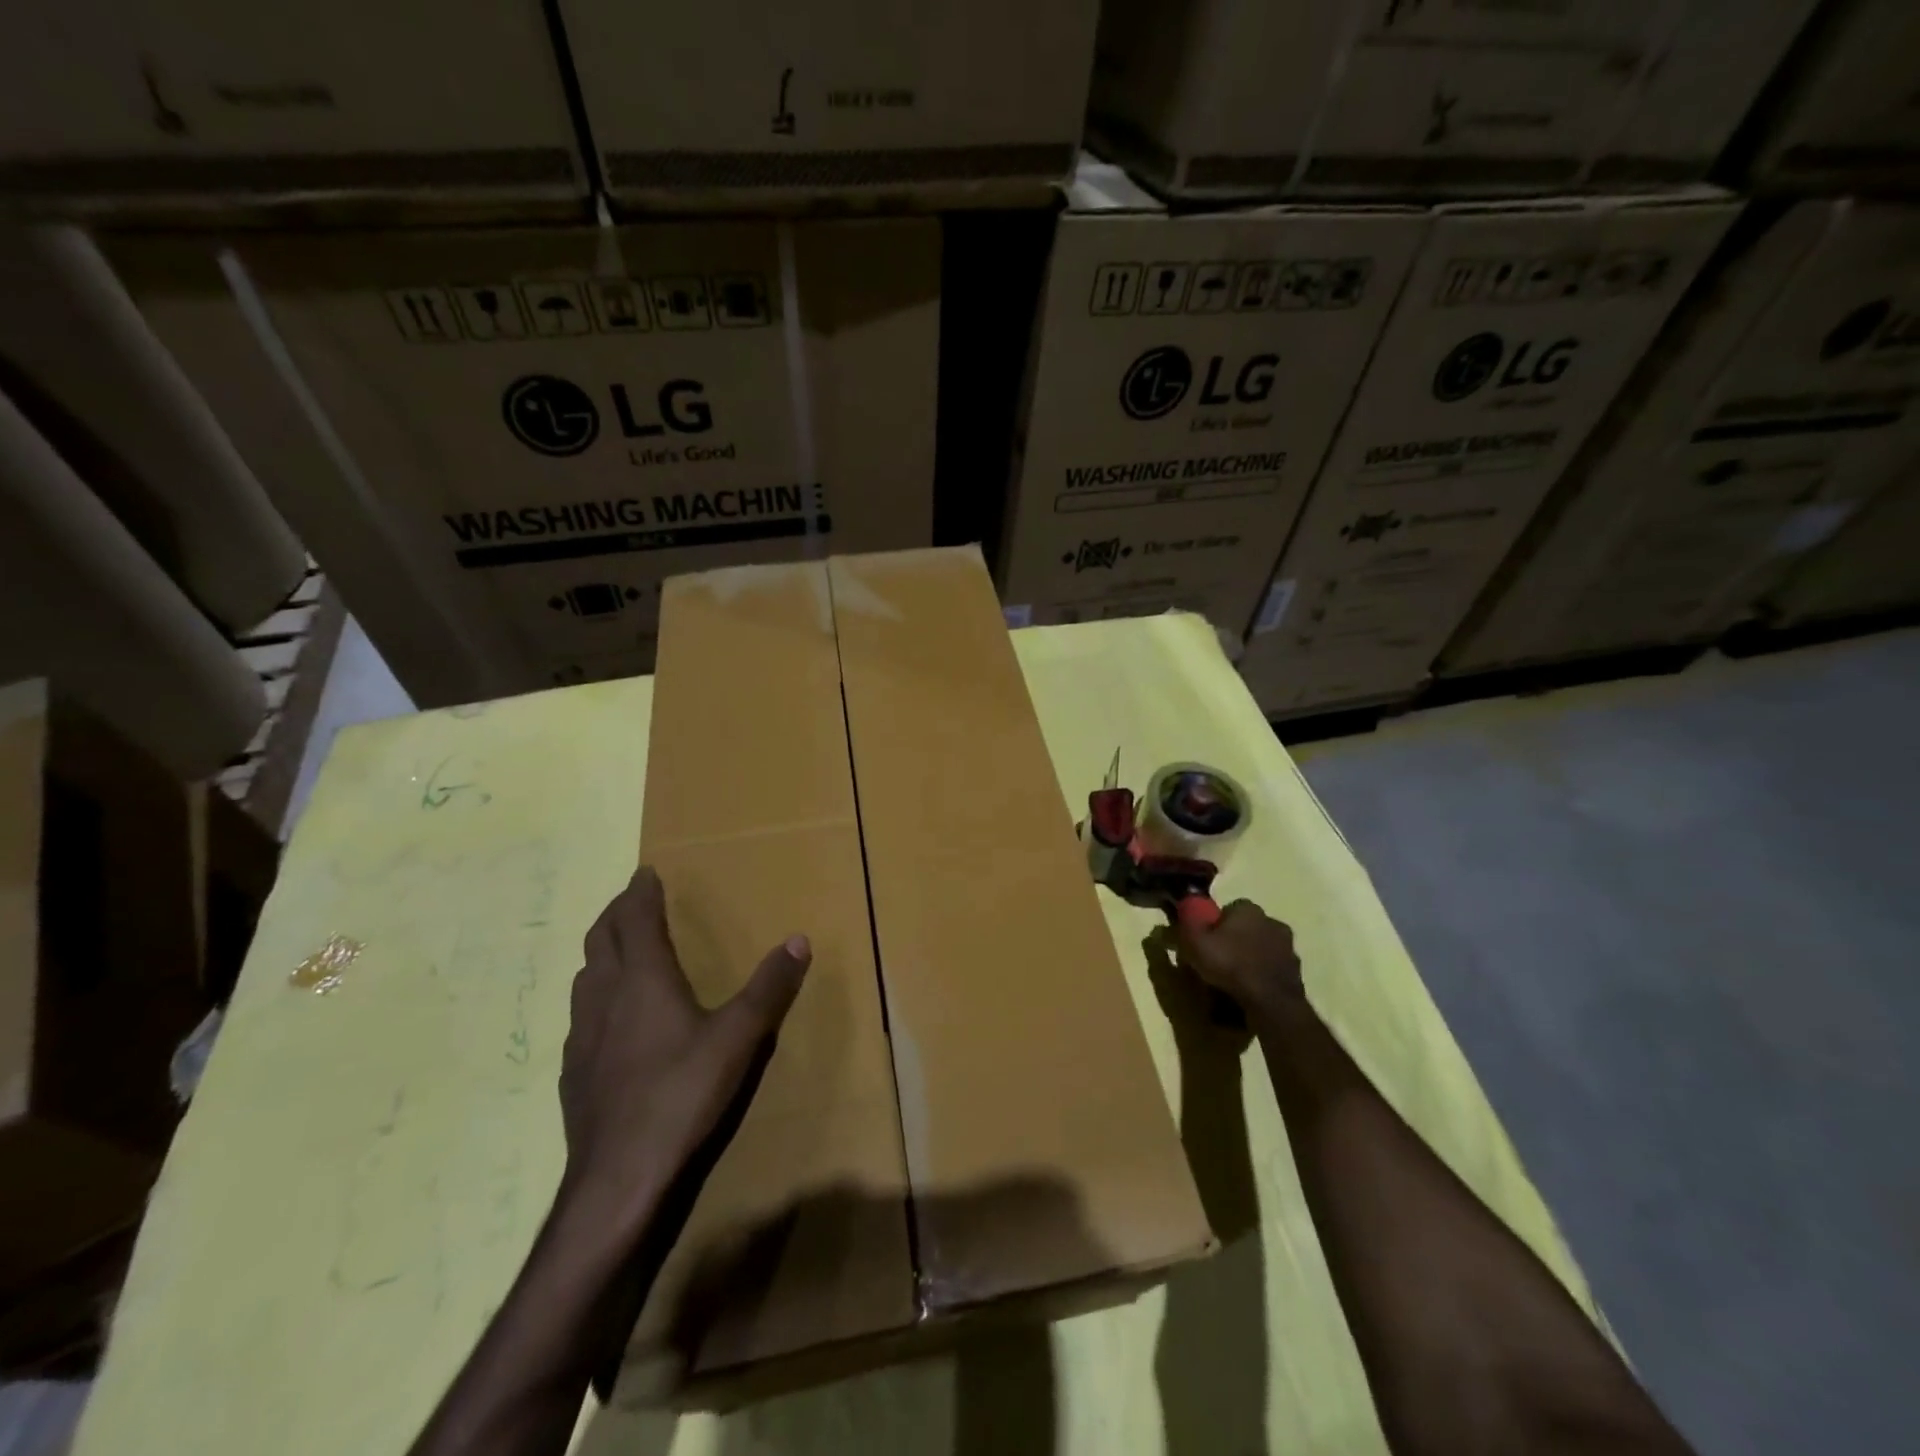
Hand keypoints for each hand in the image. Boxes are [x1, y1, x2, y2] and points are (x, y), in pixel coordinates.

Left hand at [559, 866, 810, 1226]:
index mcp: (643, 980)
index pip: (636, 920)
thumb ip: (769, 988)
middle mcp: (605, 997)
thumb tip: (799, 939)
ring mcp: (581, 1036)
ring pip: (585, 977)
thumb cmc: (680, 1095)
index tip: (645, 872)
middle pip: (601, 941)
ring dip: (601, 953)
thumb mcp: (738, 1038)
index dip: (641, 893)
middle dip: (616, 914)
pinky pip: (580, 1015)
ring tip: (617, 950)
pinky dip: (594, 996)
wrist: (616, 1178)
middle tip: (630, 901)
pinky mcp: (573, 1071)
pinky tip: (607, 1020)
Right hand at [1173, 900, 1304, 1020]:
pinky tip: (1251, 990)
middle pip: (1248, 927)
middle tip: (1219, 959)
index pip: (1229, 909)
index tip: (1206, 941)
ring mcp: (1288, 947)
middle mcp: (1272, 921)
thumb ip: (1188, 923)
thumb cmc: (1230, 965)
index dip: (1215, 924)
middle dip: (1235, 939)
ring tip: (1235, 978)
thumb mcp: (1196, 942)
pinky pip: (1273, 968)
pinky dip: (1263, 975)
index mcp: (1248, 909)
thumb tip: (1183, 909)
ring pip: (1262, 947)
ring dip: (1251, 957)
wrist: (1270, 1001)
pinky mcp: (1297, 971)